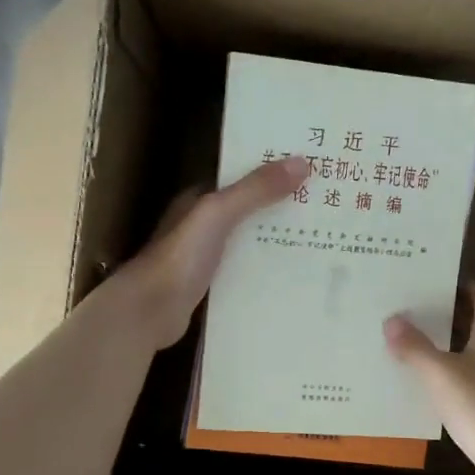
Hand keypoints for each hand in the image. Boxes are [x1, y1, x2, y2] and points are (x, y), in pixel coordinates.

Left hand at [114, 155, 308, 350]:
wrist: (149, 312)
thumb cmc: (180, 257)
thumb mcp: (218, 213)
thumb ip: (255, 189)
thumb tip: (302, 162)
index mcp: (199, 200)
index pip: (241, 178)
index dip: (272, 172)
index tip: (310, 171)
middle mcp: (201, 226)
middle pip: (248, 211)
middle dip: (281, 208)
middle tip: (326, 207)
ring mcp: (205, 258)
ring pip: (249, 242)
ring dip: (277, 240)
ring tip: (321, 238)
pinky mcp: (211, 287)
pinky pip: (246, 271)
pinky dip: (267, 270)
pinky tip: (294, 275)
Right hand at [384, 284, 474, 474]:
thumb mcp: (439, 374)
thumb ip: (414, 347)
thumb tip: (392, 319)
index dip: (466, 287)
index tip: (439, 285)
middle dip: (455, 317)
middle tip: (421, 313)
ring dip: (456, 347)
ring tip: (421, 347)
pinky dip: (460, 377)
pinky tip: (437, 387)